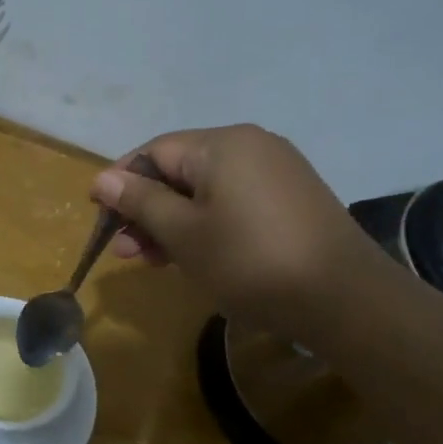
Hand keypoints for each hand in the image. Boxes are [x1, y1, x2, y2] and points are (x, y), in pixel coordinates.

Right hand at [89, 125, 385, 335]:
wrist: (343, 299)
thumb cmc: (250, 261)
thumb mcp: (184, 233)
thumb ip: (141, 202)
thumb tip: (103, 178)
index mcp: (223, 144)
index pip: (154, 151)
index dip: (121, 181)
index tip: (100, 217)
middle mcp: (251, 146)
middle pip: (179, 171)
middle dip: (146, 209)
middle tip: (124, 251)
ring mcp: (276, 173)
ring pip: (205, 191)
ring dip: (172, 222)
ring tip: (149, 261)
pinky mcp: (290, 200)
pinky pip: (232, 203)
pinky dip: (205, 226)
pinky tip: (191, 256)